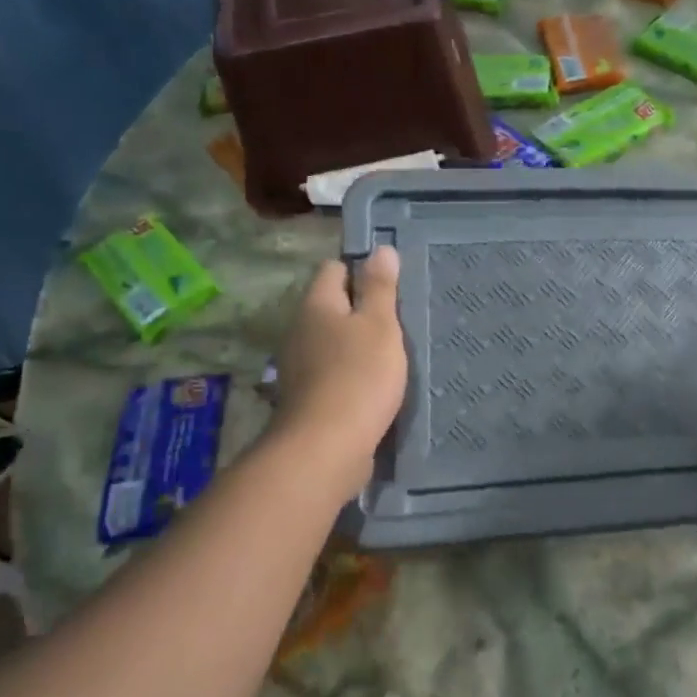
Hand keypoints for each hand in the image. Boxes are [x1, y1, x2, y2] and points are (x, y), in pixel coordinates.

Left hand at [273, 248, 407, 486]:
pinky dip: (350, 372)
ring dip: (355, 343)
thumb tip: (381, 249)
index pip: (334, 269)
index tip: (391, 285)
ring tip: (391, 353)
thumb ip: (380, 287)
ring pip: (330, 340)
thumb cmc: (359, 376)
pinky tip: (373, 385)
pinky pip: (331, 371)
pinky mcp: (307, 397)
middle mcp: (300, 330)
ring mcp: (299, 366)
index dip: (361, 270)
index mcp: (316, 305)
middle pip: (330, 305)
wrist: (326, 447)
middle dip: (360, 309)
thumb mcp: (380, 325)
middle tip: (398, 320)